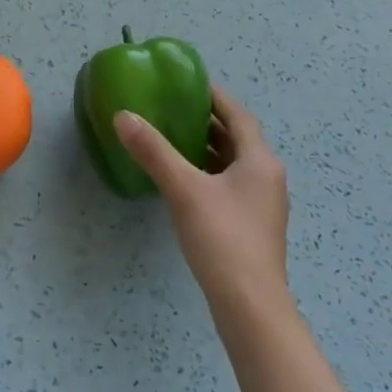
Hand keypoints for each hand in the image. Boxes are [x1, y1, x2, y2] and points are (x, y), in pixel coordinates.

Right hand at [115, 86, 290, 313]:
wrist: (250, 307)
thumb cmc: (222, 238)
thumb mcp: (183, 189)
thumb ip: (154, 151)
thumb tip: (124, 116)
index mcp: (259, 160)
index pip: (238, 115)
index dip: (215, 97)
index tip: (189, 84)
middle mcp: (267, 177)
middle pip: (237, 139)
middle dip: (207, 123)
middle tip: (172, 110)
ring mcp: (262, 205)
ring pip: (233, 165)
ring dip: (207, 150)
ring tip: (172, 140)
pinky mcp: (252, 228)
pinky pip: (230, 187)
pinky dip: (209, 175)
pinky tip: (183, 183)